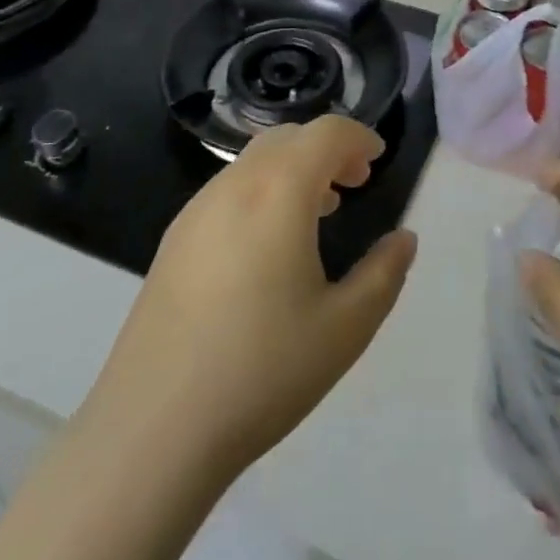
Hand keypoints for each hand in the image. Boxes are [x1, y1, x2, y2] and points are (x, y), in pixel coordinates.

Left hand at [82, 116, 417, 481]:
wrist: (155, 426)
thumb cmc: (263, 370)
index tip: (378, 161)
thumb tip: (404, 238)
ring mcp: (196, 210)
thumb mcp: (346, 327)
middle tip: (353, 184)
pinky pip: (227, 190)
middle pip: (287, 138)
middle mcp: (234, 186)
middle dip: (326, 149)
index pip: (325, 134)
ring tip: (318, 211)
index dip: (358, 137)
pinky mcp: (174, 239)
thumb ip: (384, 273)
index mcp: (278, 192)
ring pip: (253, 162)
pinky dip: (261, 190)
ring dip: (292, 168)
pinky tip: (268, 245)